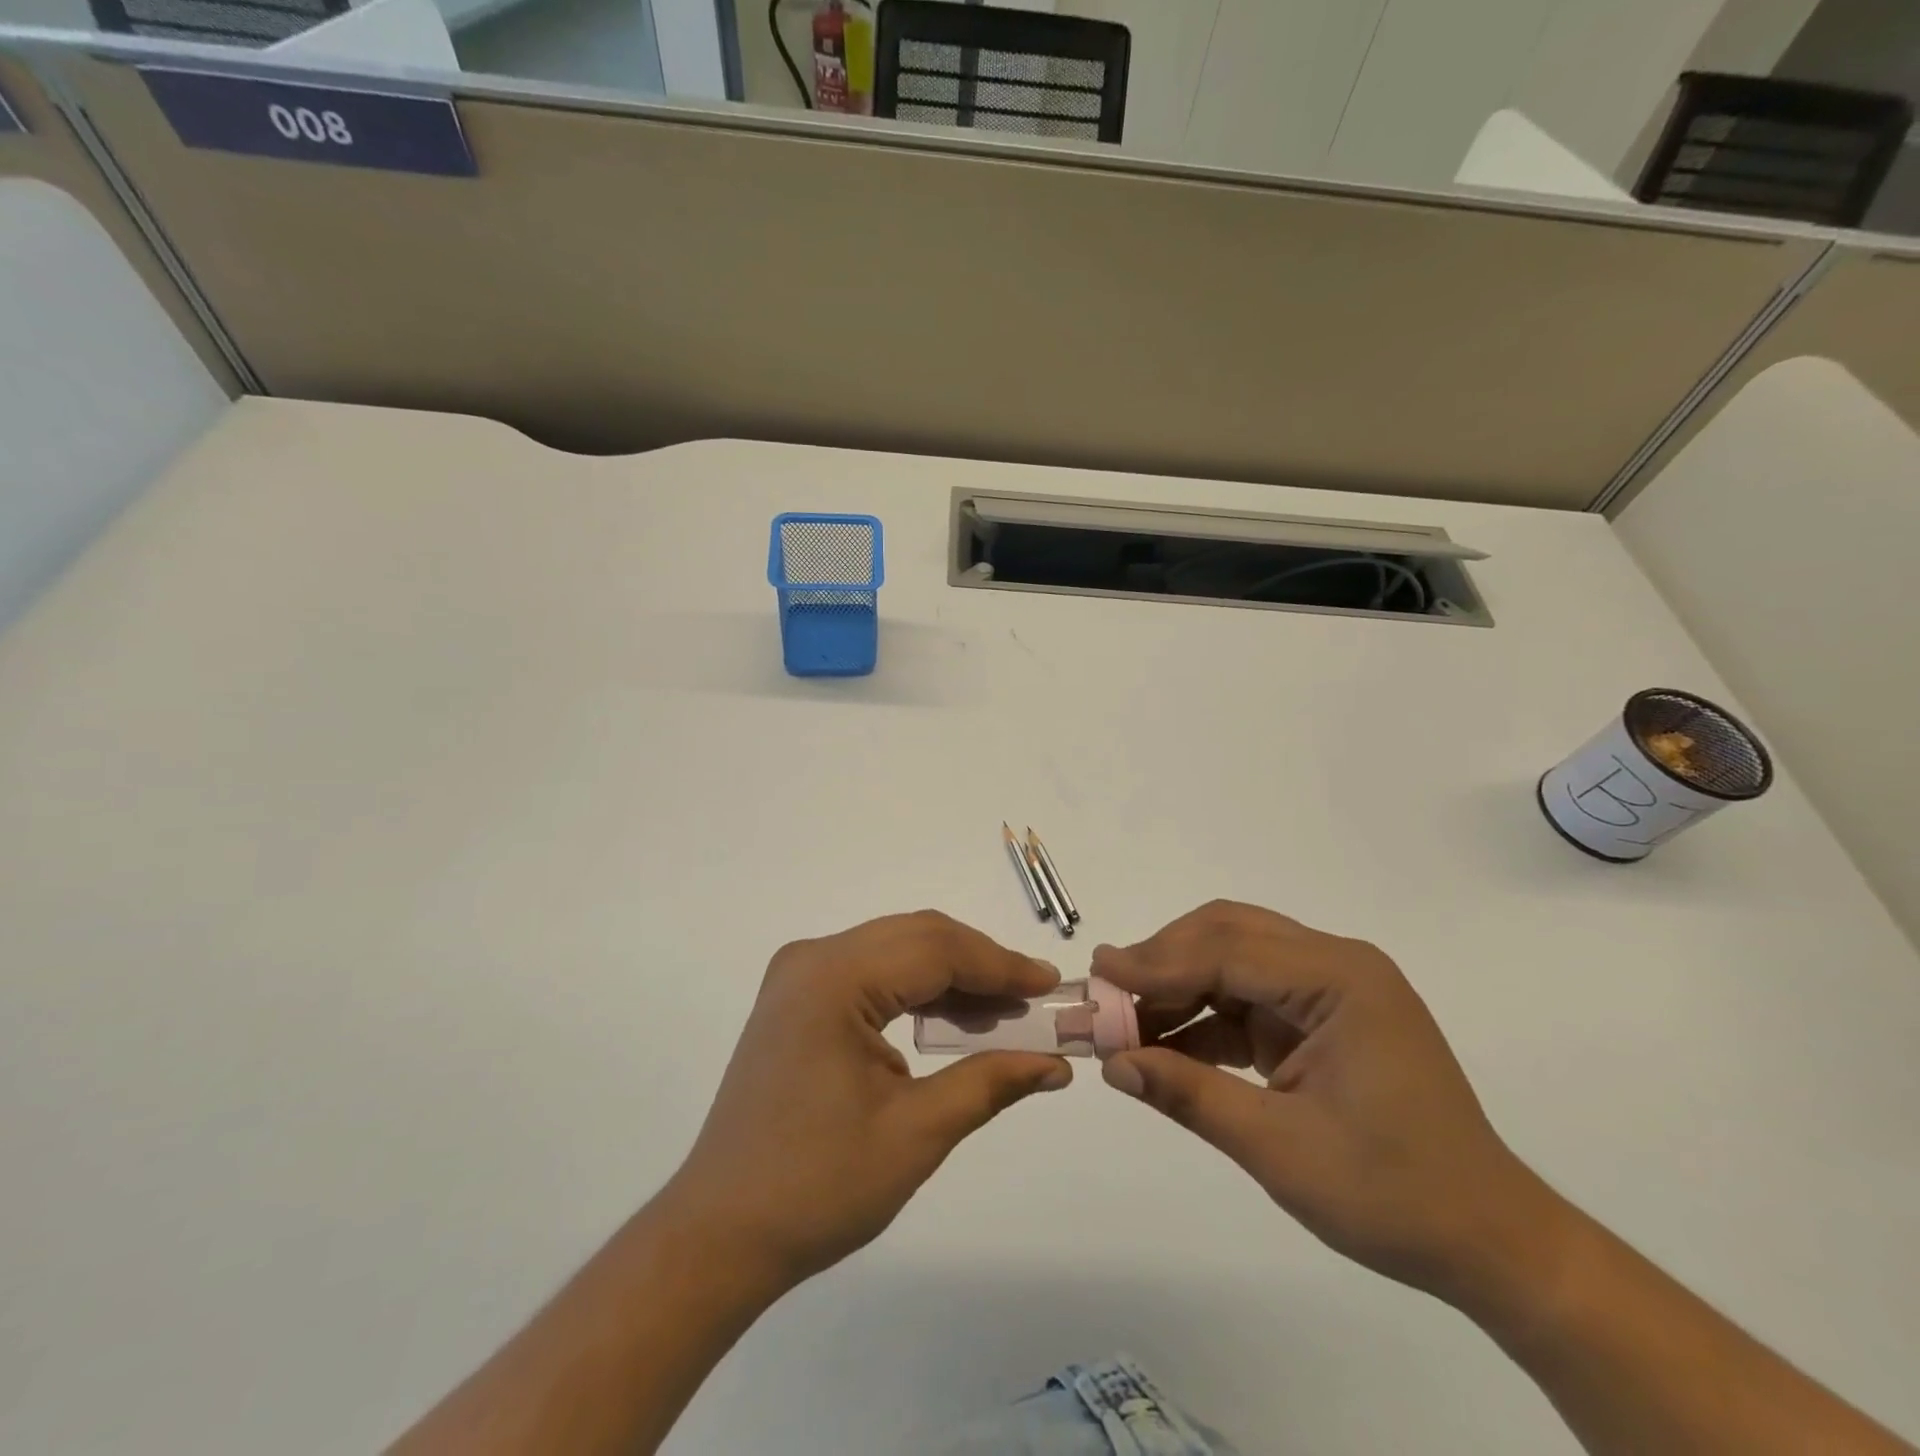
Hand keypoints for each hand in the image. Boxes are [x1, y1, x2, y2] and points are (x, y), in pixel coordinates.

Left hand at [659, 911, 1070, 1292]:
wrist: (720, 1234)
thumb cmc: (817, 1187)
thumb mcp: (915, 1134)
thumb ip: (990, 1082)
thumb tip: (1056, 1064)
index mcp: (834, 978)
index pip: (936, 949)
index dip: (1000, 965)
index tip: (1051, 985)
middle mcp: (812, 959)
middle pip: (916, 937)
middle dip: (980, 964)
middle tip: (1034, 999)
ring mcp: (799, 975)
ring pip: (895, 950)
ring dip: (951, 975)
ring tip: (1003, 1013)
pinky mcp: (797, 999)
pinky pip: (872, 972)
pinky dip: (916, 989)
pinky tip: (951, 1018)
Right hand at [1093, 901, 1561, 1305]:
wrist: (1489, 1243)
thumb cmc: (1394, 1195)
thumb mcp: (1279, 1149)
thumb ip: (1189, 1095)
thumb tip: (1112, 1063)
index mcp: (1341, 978)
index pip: (1229, 950)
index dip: (1157, 963)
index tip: (1099, 978)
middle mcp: (1336, 965)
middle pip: (1229, 934)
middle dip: (1163, 961)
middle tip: (1108, 991)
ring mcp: (1330, 989)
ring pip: (1232, 959)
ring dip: (1177, 986)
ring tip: (1125, 1019)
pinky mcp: (1320, 1017)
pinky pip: (1246, 997)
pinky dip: (1203, 1016)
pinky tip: (1164, 1042)